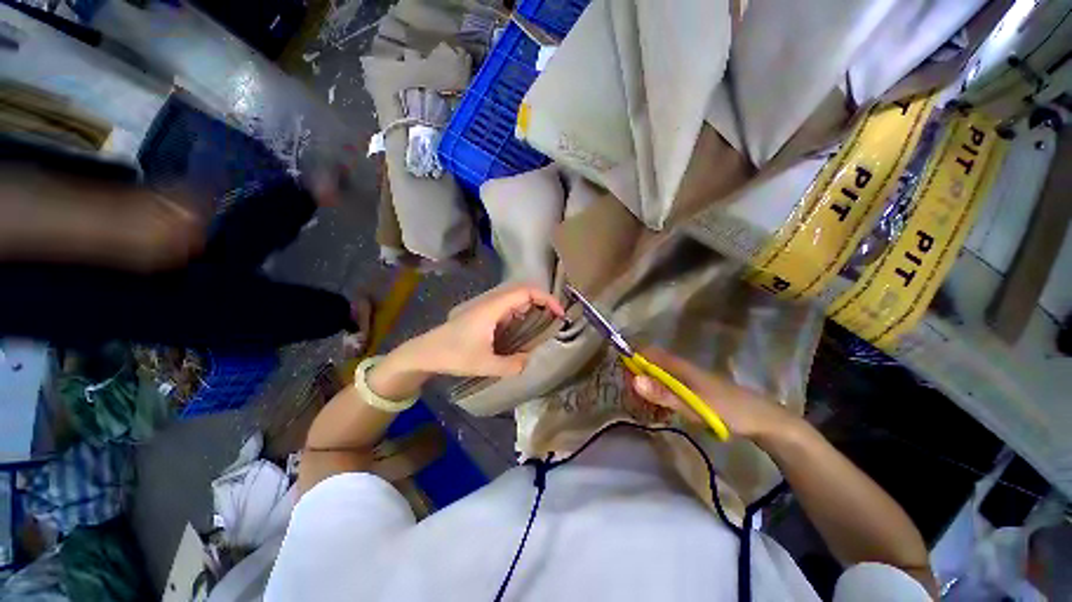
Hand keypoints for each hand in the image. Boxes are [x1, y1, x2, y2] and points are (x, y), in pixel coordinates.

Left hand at [408, 284, 564, 376]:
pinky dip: (521, 315)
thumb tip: (529, 360)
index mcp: (493, 308)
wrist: (425, 352)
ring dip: (532, 308)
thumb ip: (511, 365)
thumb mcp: (484, 364)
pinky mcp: (483, 314)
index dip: (546, 298)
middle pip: (523, 292)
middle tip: (555, 321)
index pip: (525, 292)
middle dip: (542, 303)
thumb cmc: (453, 355)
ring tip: (543, 326)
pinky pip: (508, 309)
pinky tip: (523, 331)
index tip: (559, 313)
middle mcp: (491, 302)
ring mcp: (486, 307)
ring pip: (515, 300)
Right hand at [629, 347, 798, 439]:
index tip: (624, 382)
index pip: (646, 353)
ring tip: (645, 410)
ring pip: (657, 378)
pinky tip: (661, 413)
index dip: (631, 362)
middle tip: (634, 402)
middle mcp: (679, 368)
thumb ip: (663, 393)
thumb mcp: (693, 404)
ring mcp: (686, 379)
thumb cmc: (727, 409)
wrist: (762, 420)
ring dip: (647, 391)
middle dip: (637, 380)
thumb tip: (634, 380)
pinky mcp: (692, 390)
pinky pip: (667, 389)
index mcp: (678, 365)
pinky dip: (659, 398)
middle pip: (648, 365)